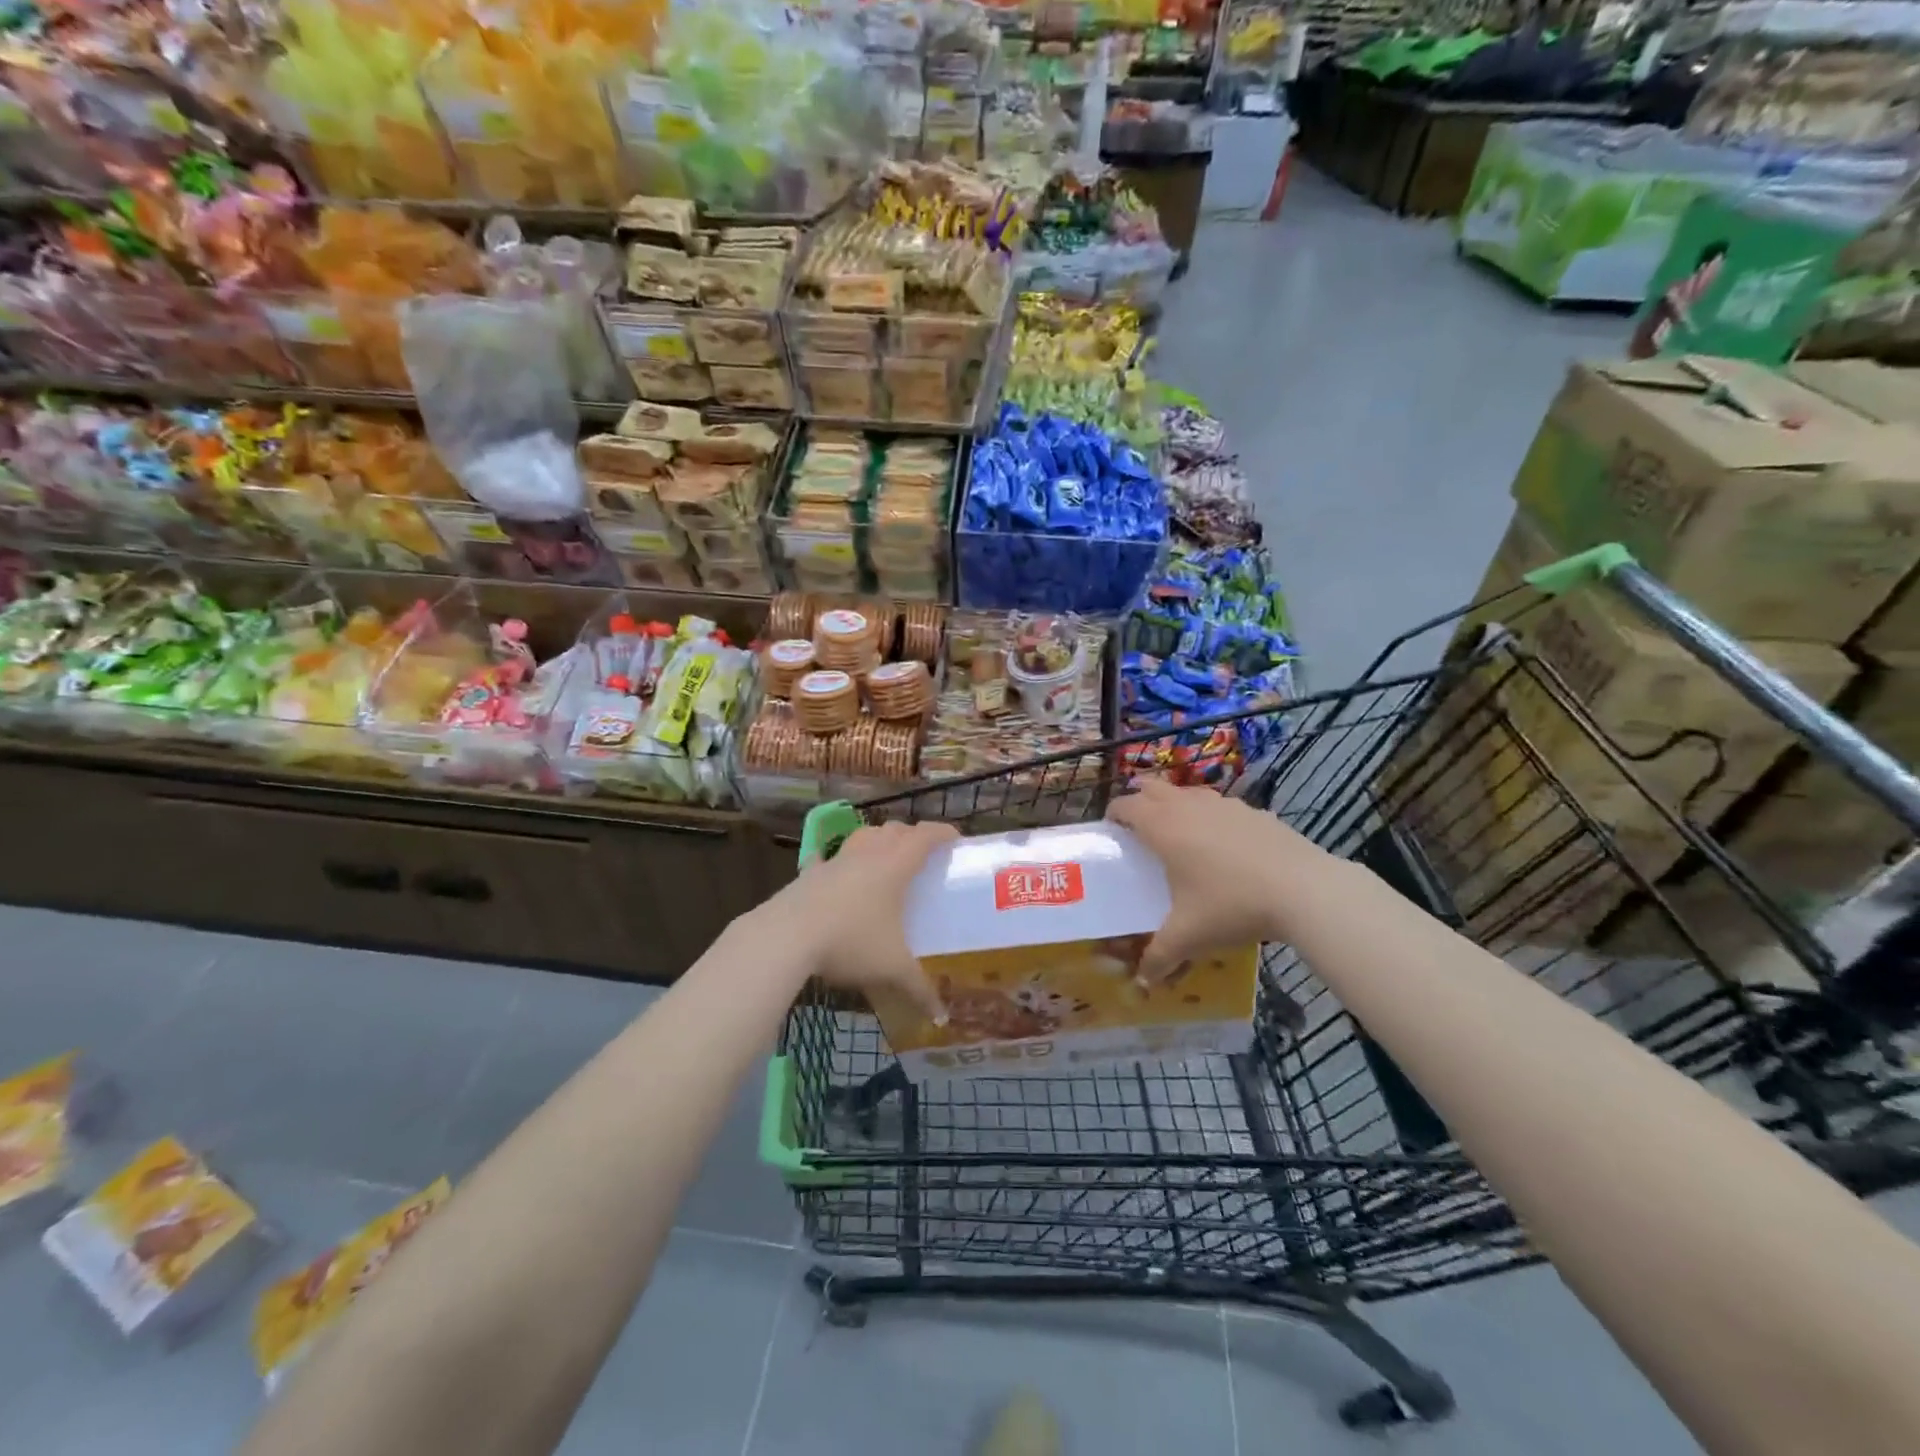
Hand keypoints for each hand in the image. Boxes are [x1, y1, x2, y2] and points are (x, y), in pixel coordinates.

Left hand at [758, 818, 956, 1021]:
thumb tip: (942, 1016)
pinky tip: (828, 865)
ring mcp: (835, 861)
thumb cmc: (851, 942)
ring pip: (862, 836)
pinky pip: (824, 858)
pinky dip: (832, 859)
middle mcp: (867, 854)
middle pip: (894, 831)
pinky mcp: (809, 874)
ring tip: (883, 853)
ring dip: (877, 839)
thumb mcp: (891, 969)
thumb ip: (919, 989)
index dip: (942, 832)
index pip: (925, 837)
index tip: (956, 837)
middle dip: (911, 835)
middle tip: (922, 852)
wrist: (787, 936)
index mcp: (895, 867)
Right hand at [1107, 779, 1336, 982]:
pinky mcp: (1254, 811)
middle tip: (1138, 825)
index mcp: (1163, 828)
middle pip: (1153, 787)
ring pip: (1189, 792)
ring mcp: (1224, 805)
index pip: (1126, 806)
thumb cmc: (1231, 906)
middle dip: (1140, 799)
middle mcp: (1188, 807)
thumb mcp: (1189, 937)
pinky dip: (1212, 815)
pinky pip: (1222, 806)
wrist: (1303, 890)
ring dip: (1176, 803)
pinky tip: (1224, 842)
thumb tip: (1143, 982)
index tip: (1111, 829)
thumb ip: (1160, 957)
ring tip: (1179, 830)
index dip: (1114, 814)